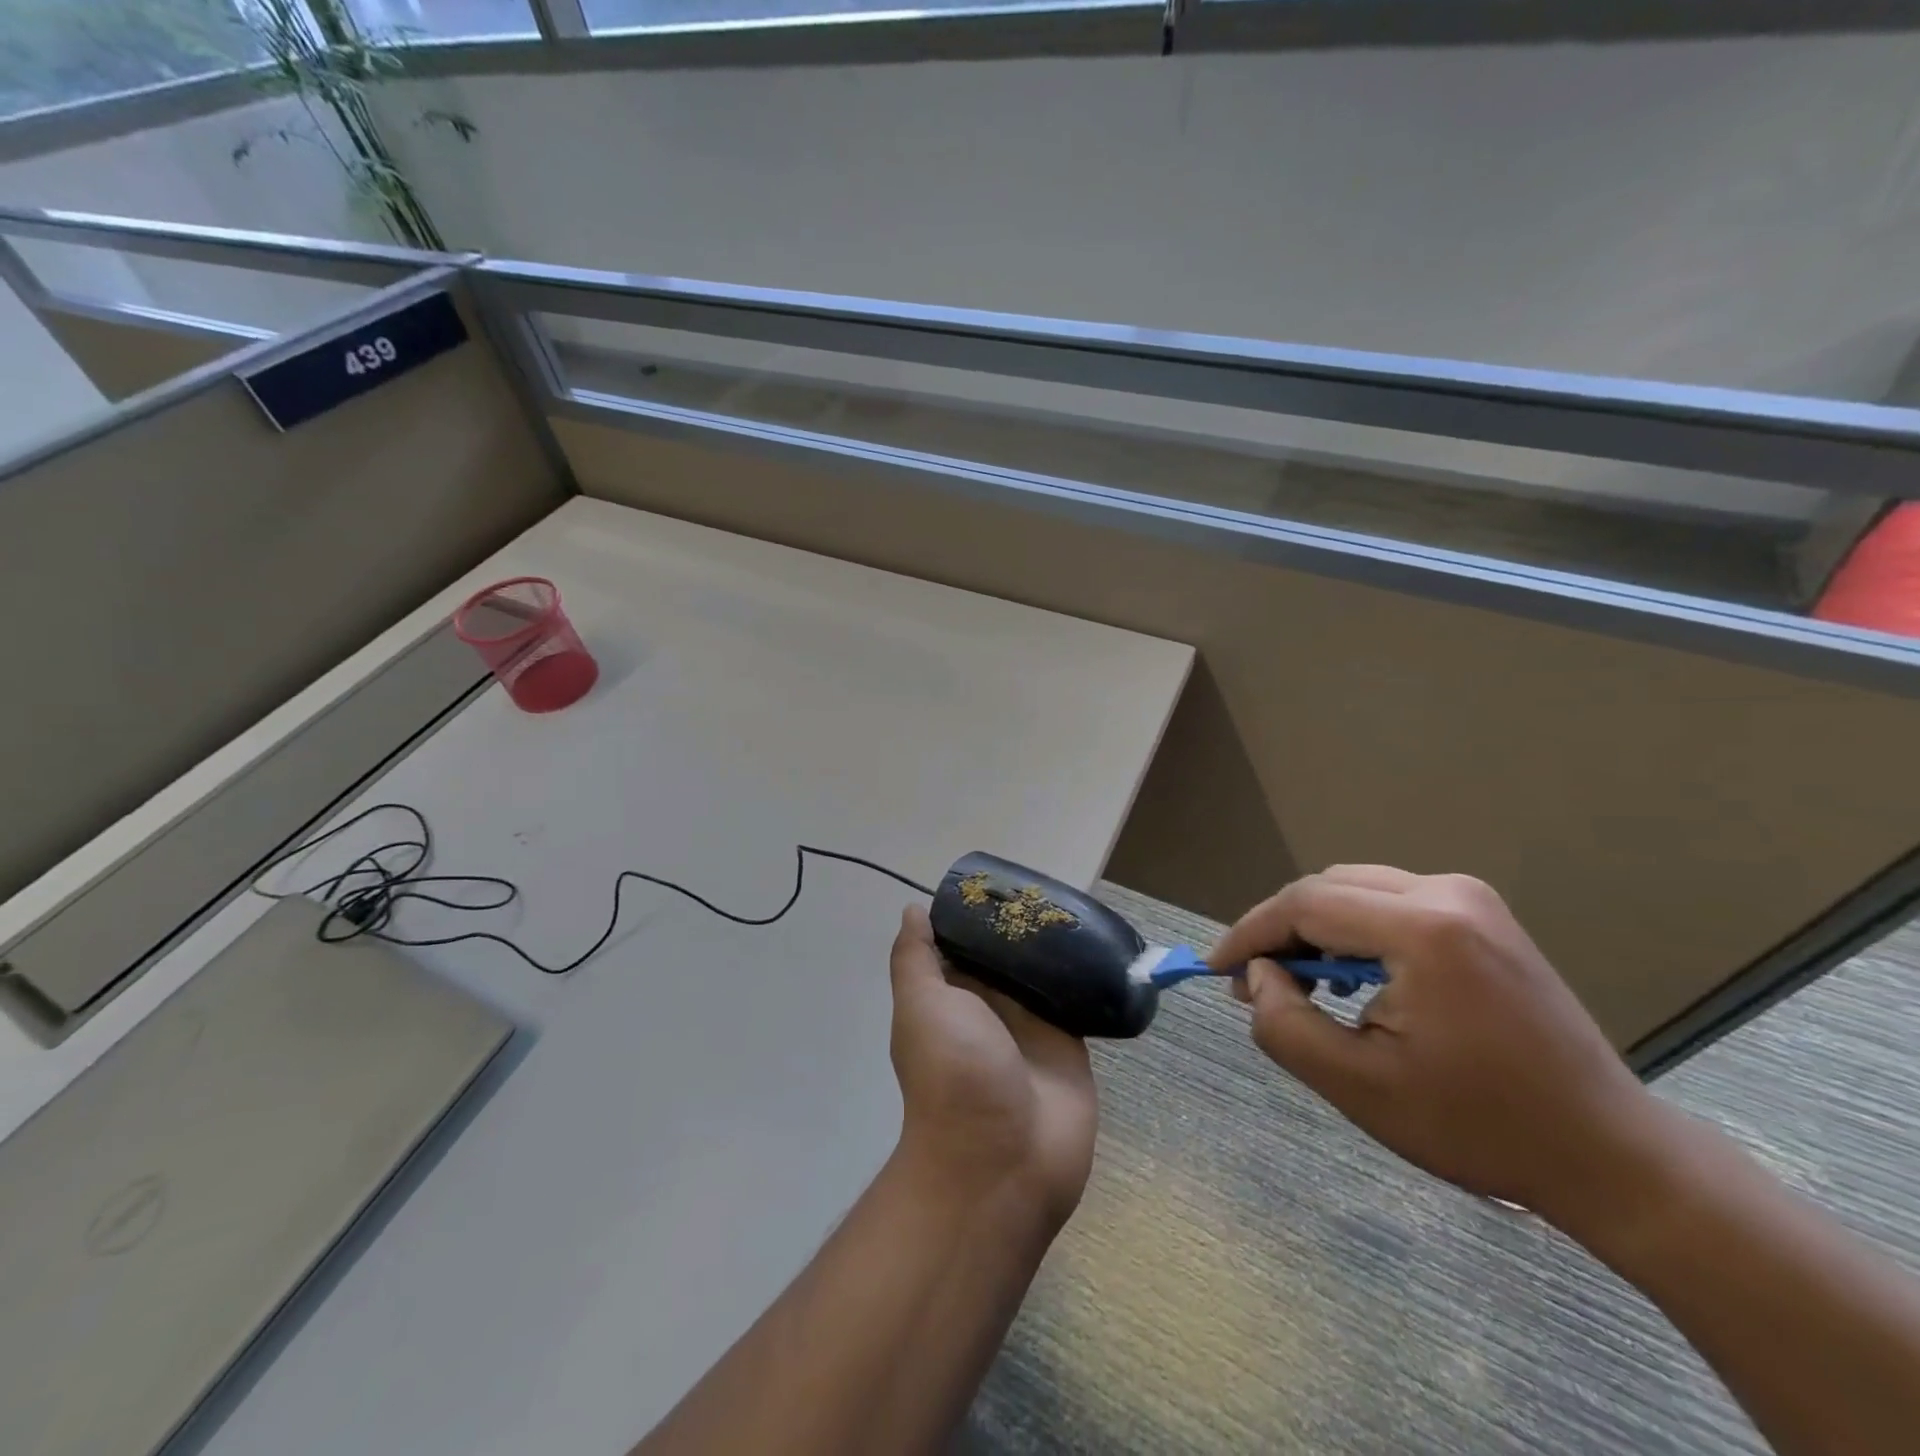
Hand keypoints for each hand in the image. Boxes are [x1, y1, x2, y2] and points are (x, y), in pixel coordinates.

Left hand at [888, 905, 1097, 1227]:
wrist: (1003, 1161)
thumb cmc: (953, 1075)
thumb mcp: (921, 1007)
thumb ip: (916, 959)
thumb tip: (914, 911)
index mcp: (952, 996)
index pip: (963, 942)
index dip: (977, 912)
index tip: (999, 879)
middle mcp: (990, 1005)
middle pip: (1006, 953)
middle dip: (1022, 923)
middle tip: (1047, 884)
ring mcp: (1031, 1023)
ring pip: (1044, 971)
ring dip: (1056, 945)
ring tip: (1078, 903)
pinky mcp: (1070, 1040)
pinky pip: (1078, 997)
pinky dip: (1086, 974)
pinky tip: (1102, 941)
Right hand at [1209, 866, 1655, 1217]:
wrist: (1608, 1153)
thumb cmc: (1479, 1126)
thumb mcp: (1359, 1087)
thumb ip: (1284, 1024)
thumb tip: (1259, 975)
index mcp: (1425, 929)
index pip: (1305, 904)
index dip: (1250, 933)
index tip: (1216, 968)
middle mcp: (1448, 892)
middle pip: (1327, 888)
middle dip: (1279, 931)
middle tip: (1254, 983)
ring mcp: (1471, 898)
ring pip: (1355, 889)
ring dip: (1314, 928)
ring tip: (1296, 983)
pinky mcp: (1482, 914)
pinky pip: (1390, 901)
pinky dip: (1352, 930)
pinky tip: (1350, 976)